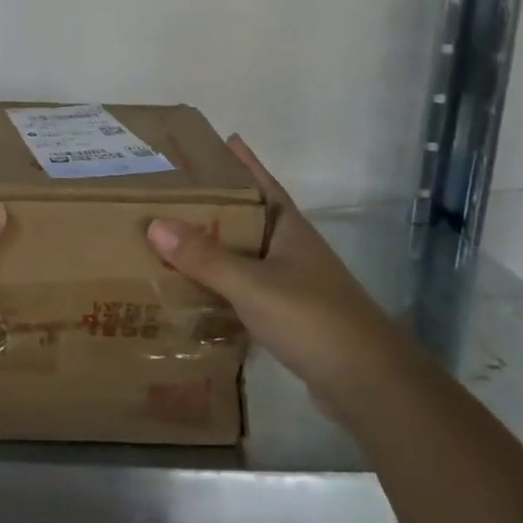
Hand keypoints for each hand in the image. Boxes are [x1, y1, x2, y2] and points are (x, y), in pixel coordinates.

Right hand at [147, 135, 394, 409]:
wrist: (367, 383)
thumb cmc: (313, 319)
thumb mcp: (253, 284)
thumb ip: (206, 257)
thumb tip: (155, 224)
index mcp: (290, 229)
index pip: (264, 184)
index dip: (245, 162)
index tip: (223, 139)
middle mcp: (293, 250)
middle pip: (251, 217)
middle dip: (219, 203)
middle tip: (176, 191)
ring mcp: (294, 284)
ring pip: (247, 254)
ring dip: (218, 245)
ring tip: (176, 236)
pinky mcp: (290, 316)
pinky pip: (247, 287)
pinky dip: (223, 283)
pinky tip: (198, 288)